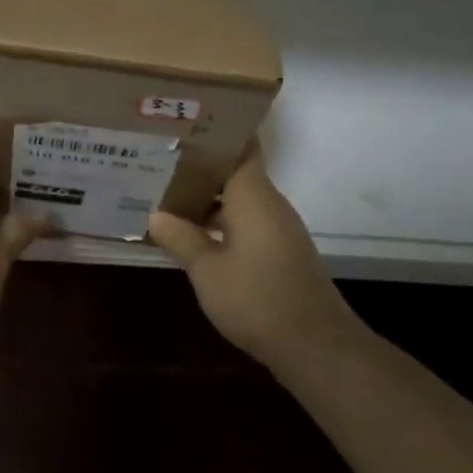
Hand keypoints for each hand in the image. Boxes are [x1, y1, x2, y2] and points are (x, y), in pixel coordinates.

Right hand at [147, 146, 361, 371]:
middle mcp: (269, 202)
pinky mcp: (281, 251)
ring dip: (209, 197)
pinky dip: (222, 220)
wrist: (316, 347)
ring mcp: (278, 228)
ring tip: (169, 194)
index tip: (185, 126)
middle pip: (235, 171)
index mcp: (253, 194)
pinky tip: (195, 233)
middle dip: (201, 166)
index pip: (241, 145)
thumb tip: (156, 215)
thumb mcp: (207, 270)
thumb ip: (181, 238)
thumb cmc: (257, 298)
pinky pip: (247, 221)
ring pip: (239, 198)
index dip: (216, 132)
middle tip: (161, 160)